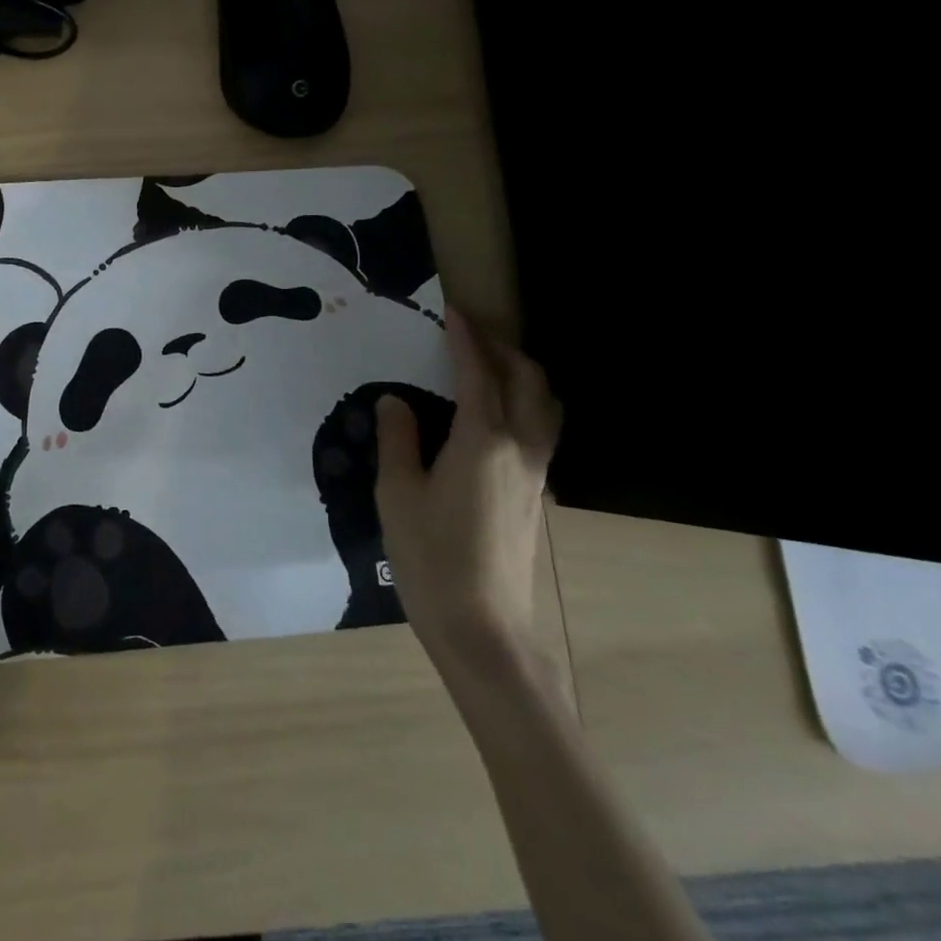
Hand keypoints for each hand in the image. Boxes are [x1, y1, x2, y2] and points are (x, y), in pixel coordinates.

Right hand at [375, 306, 561, 673]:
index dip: (465, 338)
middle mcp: (520, 449)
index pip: (478, 373)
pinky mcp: (537, 496)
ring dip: (522, 375)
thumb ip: (398, 440)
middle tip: (469, 335)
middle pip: (528, 381)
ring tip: (488, 368)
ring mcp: (536, 474)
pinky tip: (494, 418)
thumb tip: (396, 402)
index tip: (453, 311)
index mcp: (483, 441)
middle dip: (502, 349)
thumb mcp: (398, 494)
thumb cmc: (432, 558)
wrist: (483, 630)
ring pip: (545, 406)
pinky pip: (542, 431)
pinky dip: (525, 405)